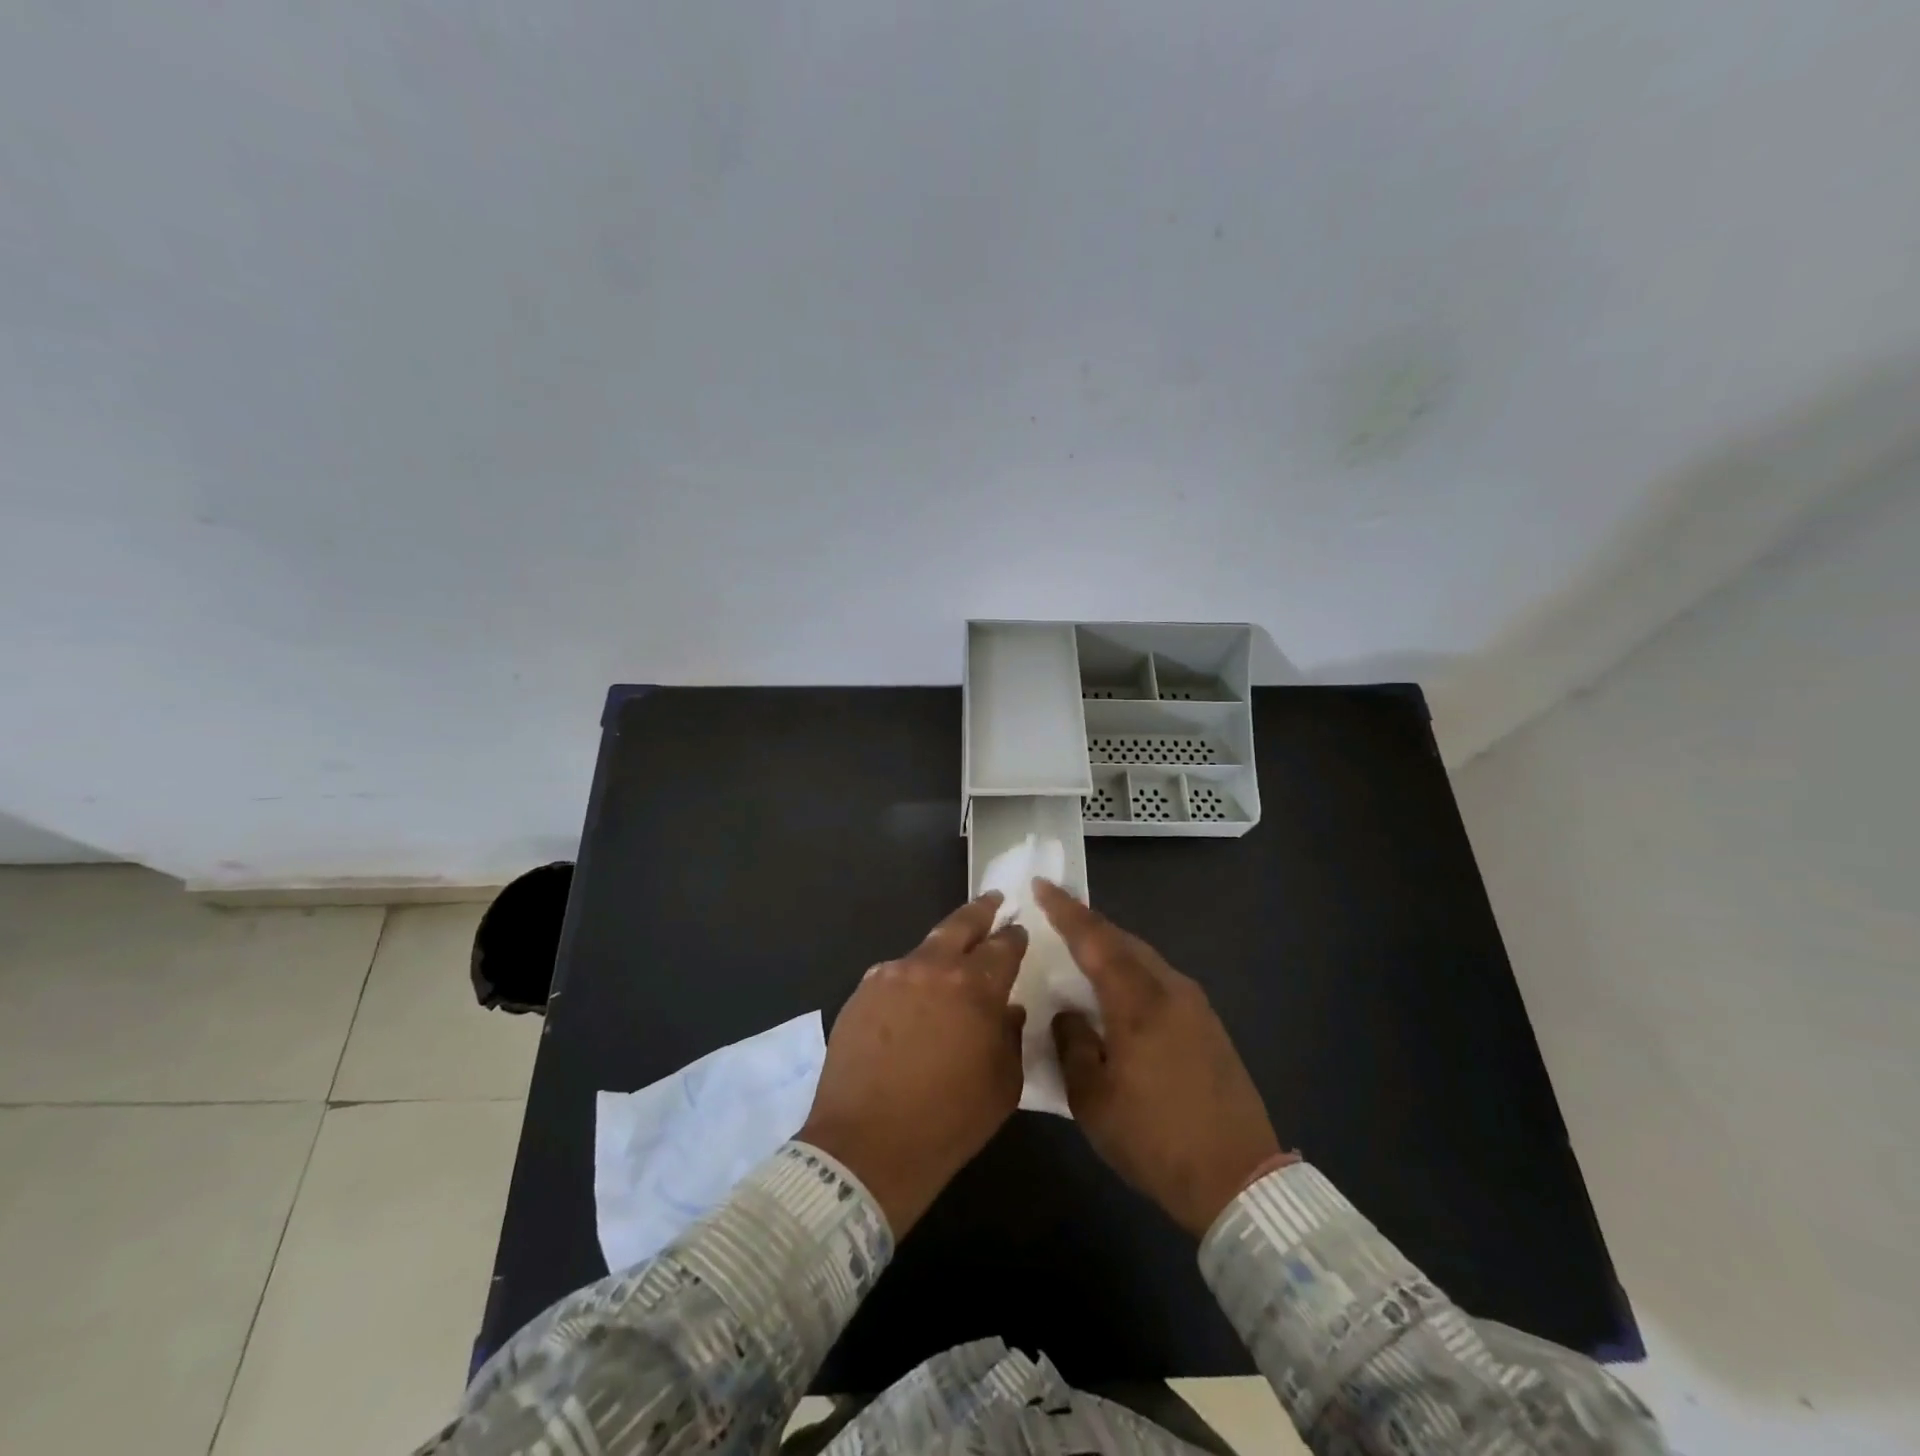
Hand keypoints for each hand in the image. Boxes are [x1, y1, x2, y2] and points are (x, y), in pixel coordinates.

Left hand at [798, 894, 1027, 1237]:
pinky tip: (913, 996)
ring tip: (951, 955)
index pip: (1003, 946)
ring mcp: (891, 976)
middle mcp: (932, 968)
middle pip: (961, 924)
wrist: (866, 1147)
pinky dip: (911, 978)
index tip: (1019, 932)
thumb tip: (1008, 1009)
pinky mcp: (861, 993)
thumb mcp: (1003, 1085)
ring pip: (924, 948)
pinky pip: (894, 975)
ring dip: (942, 949)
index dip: (1014, 937)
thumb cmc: (948, 1121)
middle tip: (993, 901)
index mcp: (974, 987)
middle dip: (981, 911)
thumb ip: (1011, 1036)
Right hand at [1037, 880, 1290, 1237]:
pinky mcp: (1208, 1025)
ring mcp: (1195, 1006)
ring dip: (1112, 951)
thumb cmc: (1155, 1140)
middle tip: (1055, 918)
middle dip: (1088, 926)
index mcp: (1138, 1001)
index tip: (1041, 884)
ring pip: (1144, 960)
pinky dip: (1132, 975)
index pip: (1095, 940)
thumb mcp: (1092, 1100)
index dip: (1065, 910)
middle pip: (1123, 941)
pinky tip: (1118, 995)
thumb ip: (1072, 1045)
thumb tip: (1068, 1014)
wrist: (1239, 1179)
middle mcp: (1170, 990)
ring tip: (1081, 955)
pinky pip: (1160, 981)